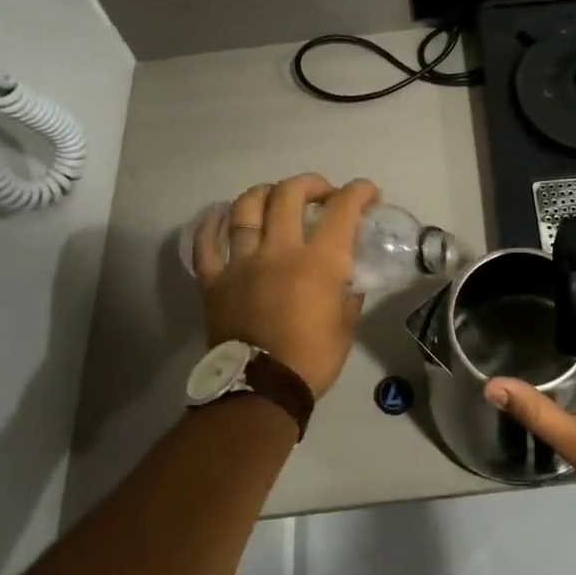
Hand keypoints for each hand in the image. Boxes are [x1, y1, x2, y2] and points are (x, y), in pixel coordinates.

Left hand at [194, 174, 379, 398]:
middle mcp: (279, 250)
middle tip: (321, 193)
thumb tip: (349, 276)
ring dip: (264, 193)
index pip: (342, 208)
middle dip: (311, 184)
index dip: (359, 191)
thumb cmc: (312, 359)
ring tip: (274, 197)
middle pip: (289, 193)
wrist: (260, 390)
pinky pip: (206, 244)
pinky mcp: (215, 280)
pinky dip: (212, 226)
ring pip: (246, 208)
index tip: (369, 193)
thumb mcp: (346, 324)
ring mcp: (242, 262)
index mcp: (318, 261)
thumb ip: (349, 292)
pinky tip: (220, 217)